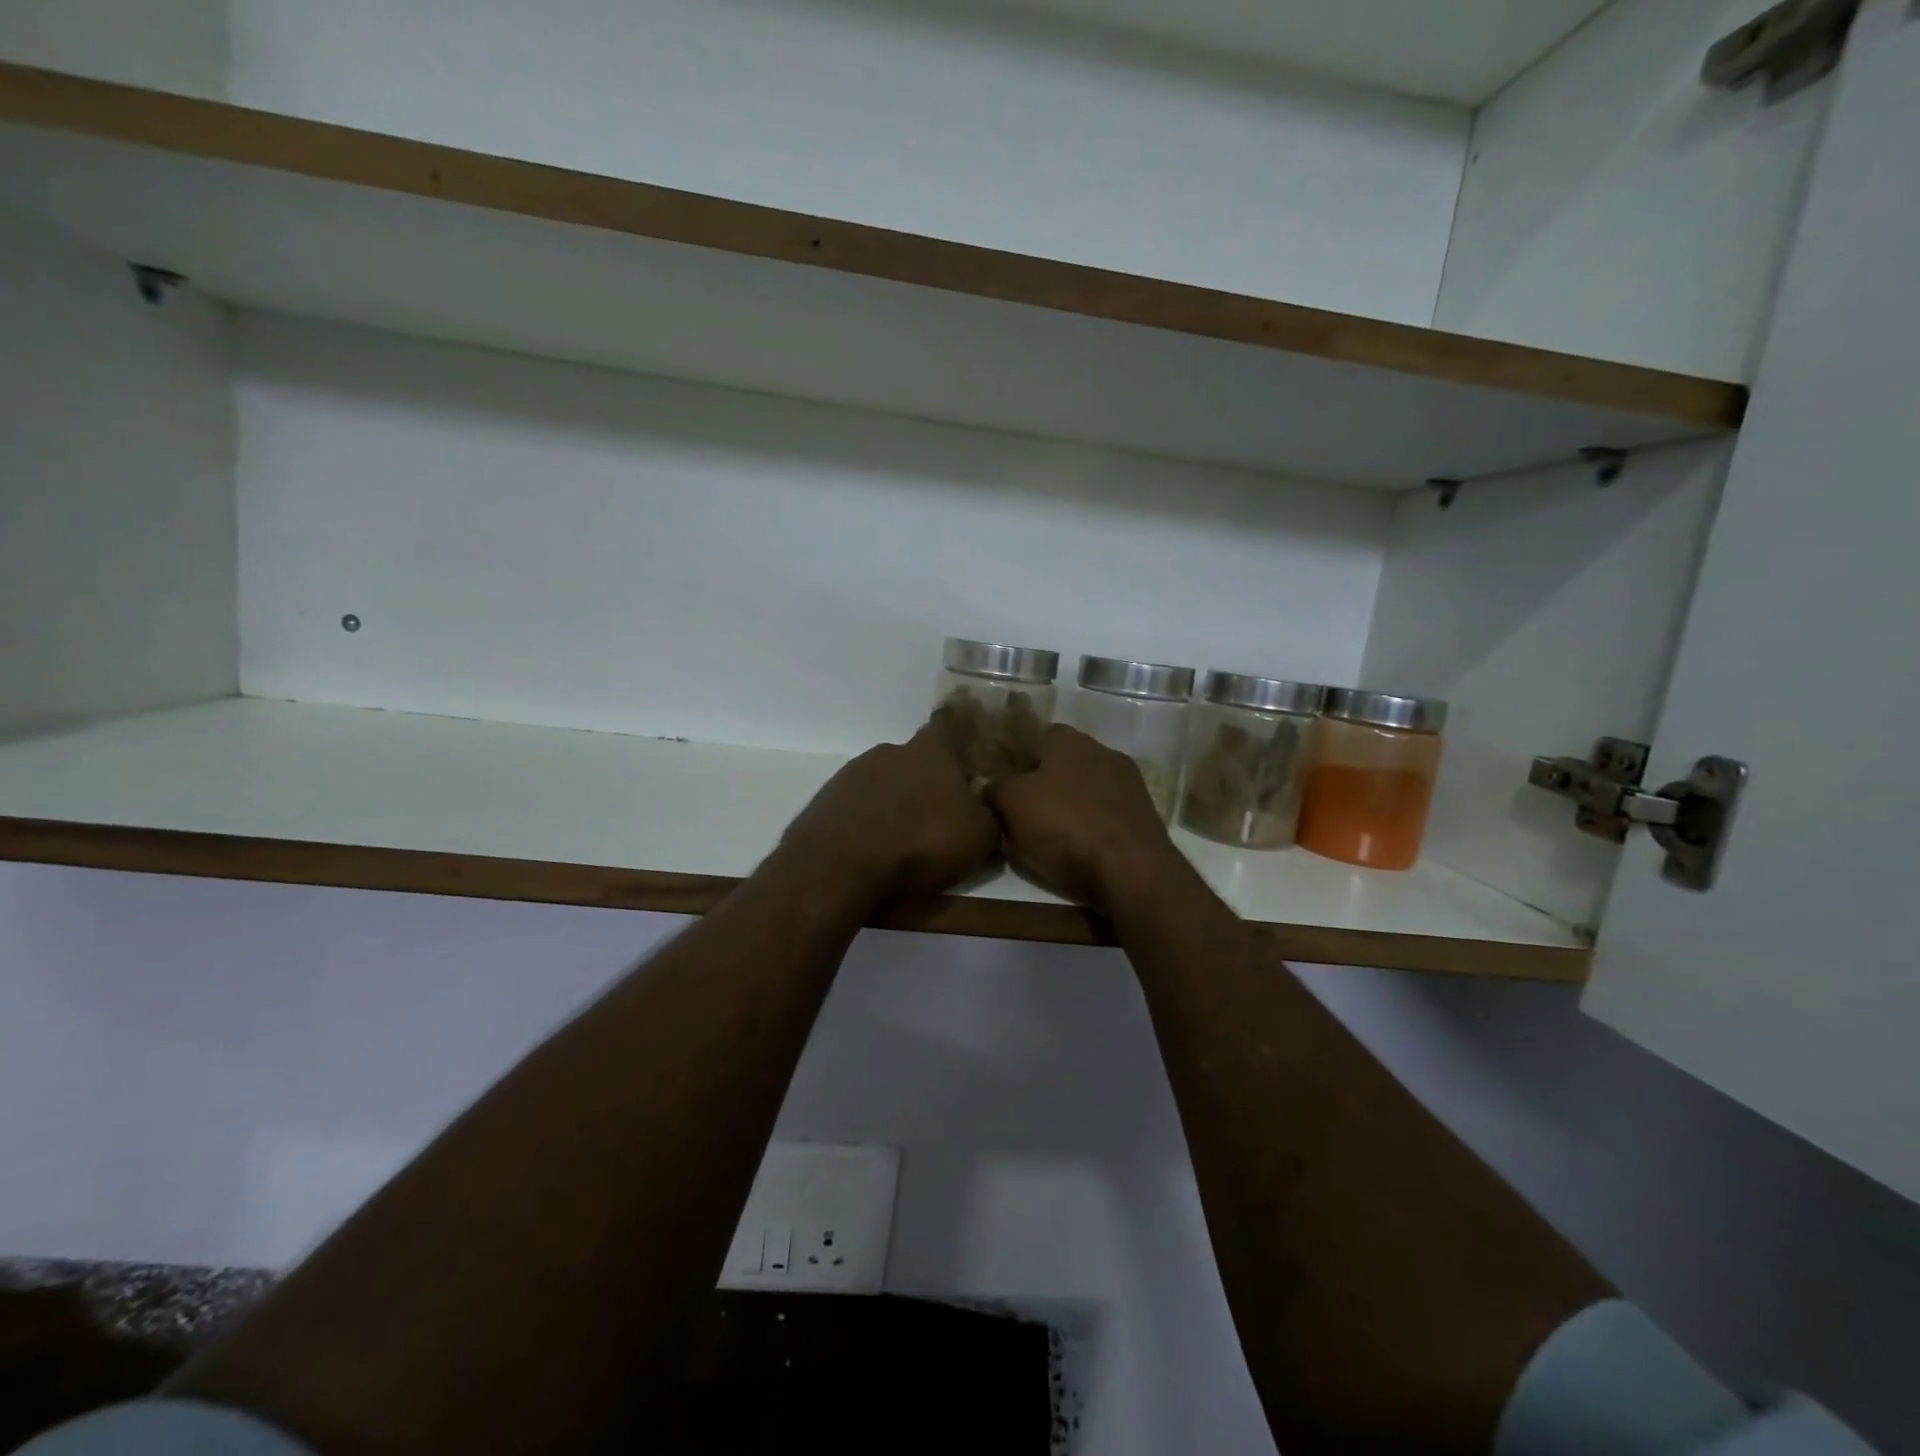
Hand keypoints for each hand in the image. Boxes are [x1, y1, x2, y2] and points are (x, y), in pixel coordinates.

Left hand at [773, 710, 1001, 906]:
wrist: (840, 867)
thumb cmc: (921, 842)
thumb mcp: (979, 836)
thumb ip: (989, 814)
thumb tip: (987, 803)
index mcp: (931, 751)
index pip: (948, 722)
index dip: (958, 725)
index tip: (965, 731)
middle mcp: (890, 752)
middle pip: (914, 757)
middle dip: (926, 779)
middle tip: (940, 809)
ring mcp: (852, 774)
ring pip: (884, 782)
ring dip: (895, 801)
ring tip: (905, 836)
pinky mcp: (826, 802)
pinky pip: (858, 806)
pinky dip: (868, 821)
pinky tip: (874, 848)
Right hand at [987, 724, 1183, 915]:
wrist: (1131, 869)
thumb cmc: (1064, 826)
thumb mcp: (1012, 805)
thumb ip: (994, 788)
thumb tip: (982, 781)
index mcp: (1069, 741)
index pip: (1040, 736)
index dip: (1022, 759)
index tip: (1009, 784)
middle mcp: (1103, 751)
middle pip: (1066, 762)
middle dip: (1049, 783)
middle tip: (1027, 811)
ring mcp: (1130, 783)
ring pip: (1089, 787)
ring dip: (1074, 804)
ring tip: (1054, 834)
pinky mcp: (1145, 814)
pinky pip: (1109, 812)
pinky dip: (1096, 824)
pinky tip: (1085, 847)